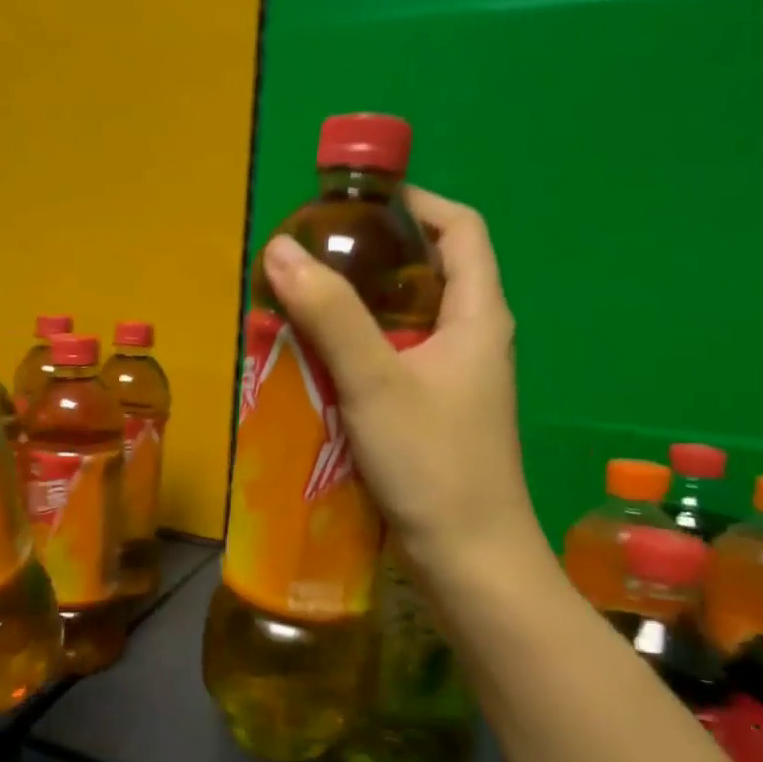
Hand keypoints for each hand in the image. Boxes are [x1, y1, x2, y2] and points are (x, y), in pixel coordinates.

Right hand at [258, 186, 544, 588]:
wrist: (468, 560)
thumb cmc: (434, 463)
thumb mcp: (376, 380)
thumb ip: (329, 315)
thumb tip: (282, 249)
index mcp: (480, 316)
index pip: (461, 229)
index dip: (416, 202)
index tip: (358, 200)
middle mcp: (474, 339)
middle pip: (429, 272)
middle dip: (373, 256)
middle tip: (314, 254)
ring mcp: (455, 380)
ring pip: (406, 321)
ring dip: (359, 307)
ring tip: (304, 301)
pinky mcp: (434, 413)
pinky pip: (394, 361)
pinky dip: (358, 350)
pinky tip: (318, 363)